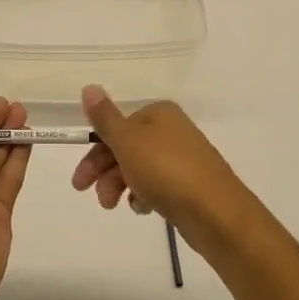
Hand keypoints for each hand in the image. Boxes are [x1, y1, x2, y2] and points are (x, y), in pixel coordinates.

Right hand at [73, 85, 251, 249]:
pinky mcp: (191, 185)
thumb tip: (89, 86)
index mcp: (158, 113)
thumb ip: (105, 117)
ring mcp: (184, 158)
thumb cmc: (166, 170)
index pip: (116, 127)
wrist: (217, 213)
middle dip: (105, 172)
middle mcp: (172, 130)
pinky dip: (145, 195)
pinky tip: (143, 208)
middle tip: (90, 195)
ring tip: (115, 206)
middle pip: (127, 147)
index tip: (81, 179)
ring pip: (140, 168)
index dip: (95, 151)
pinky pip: (158, 185)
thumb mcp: (127, 141)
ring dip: (121, 185)